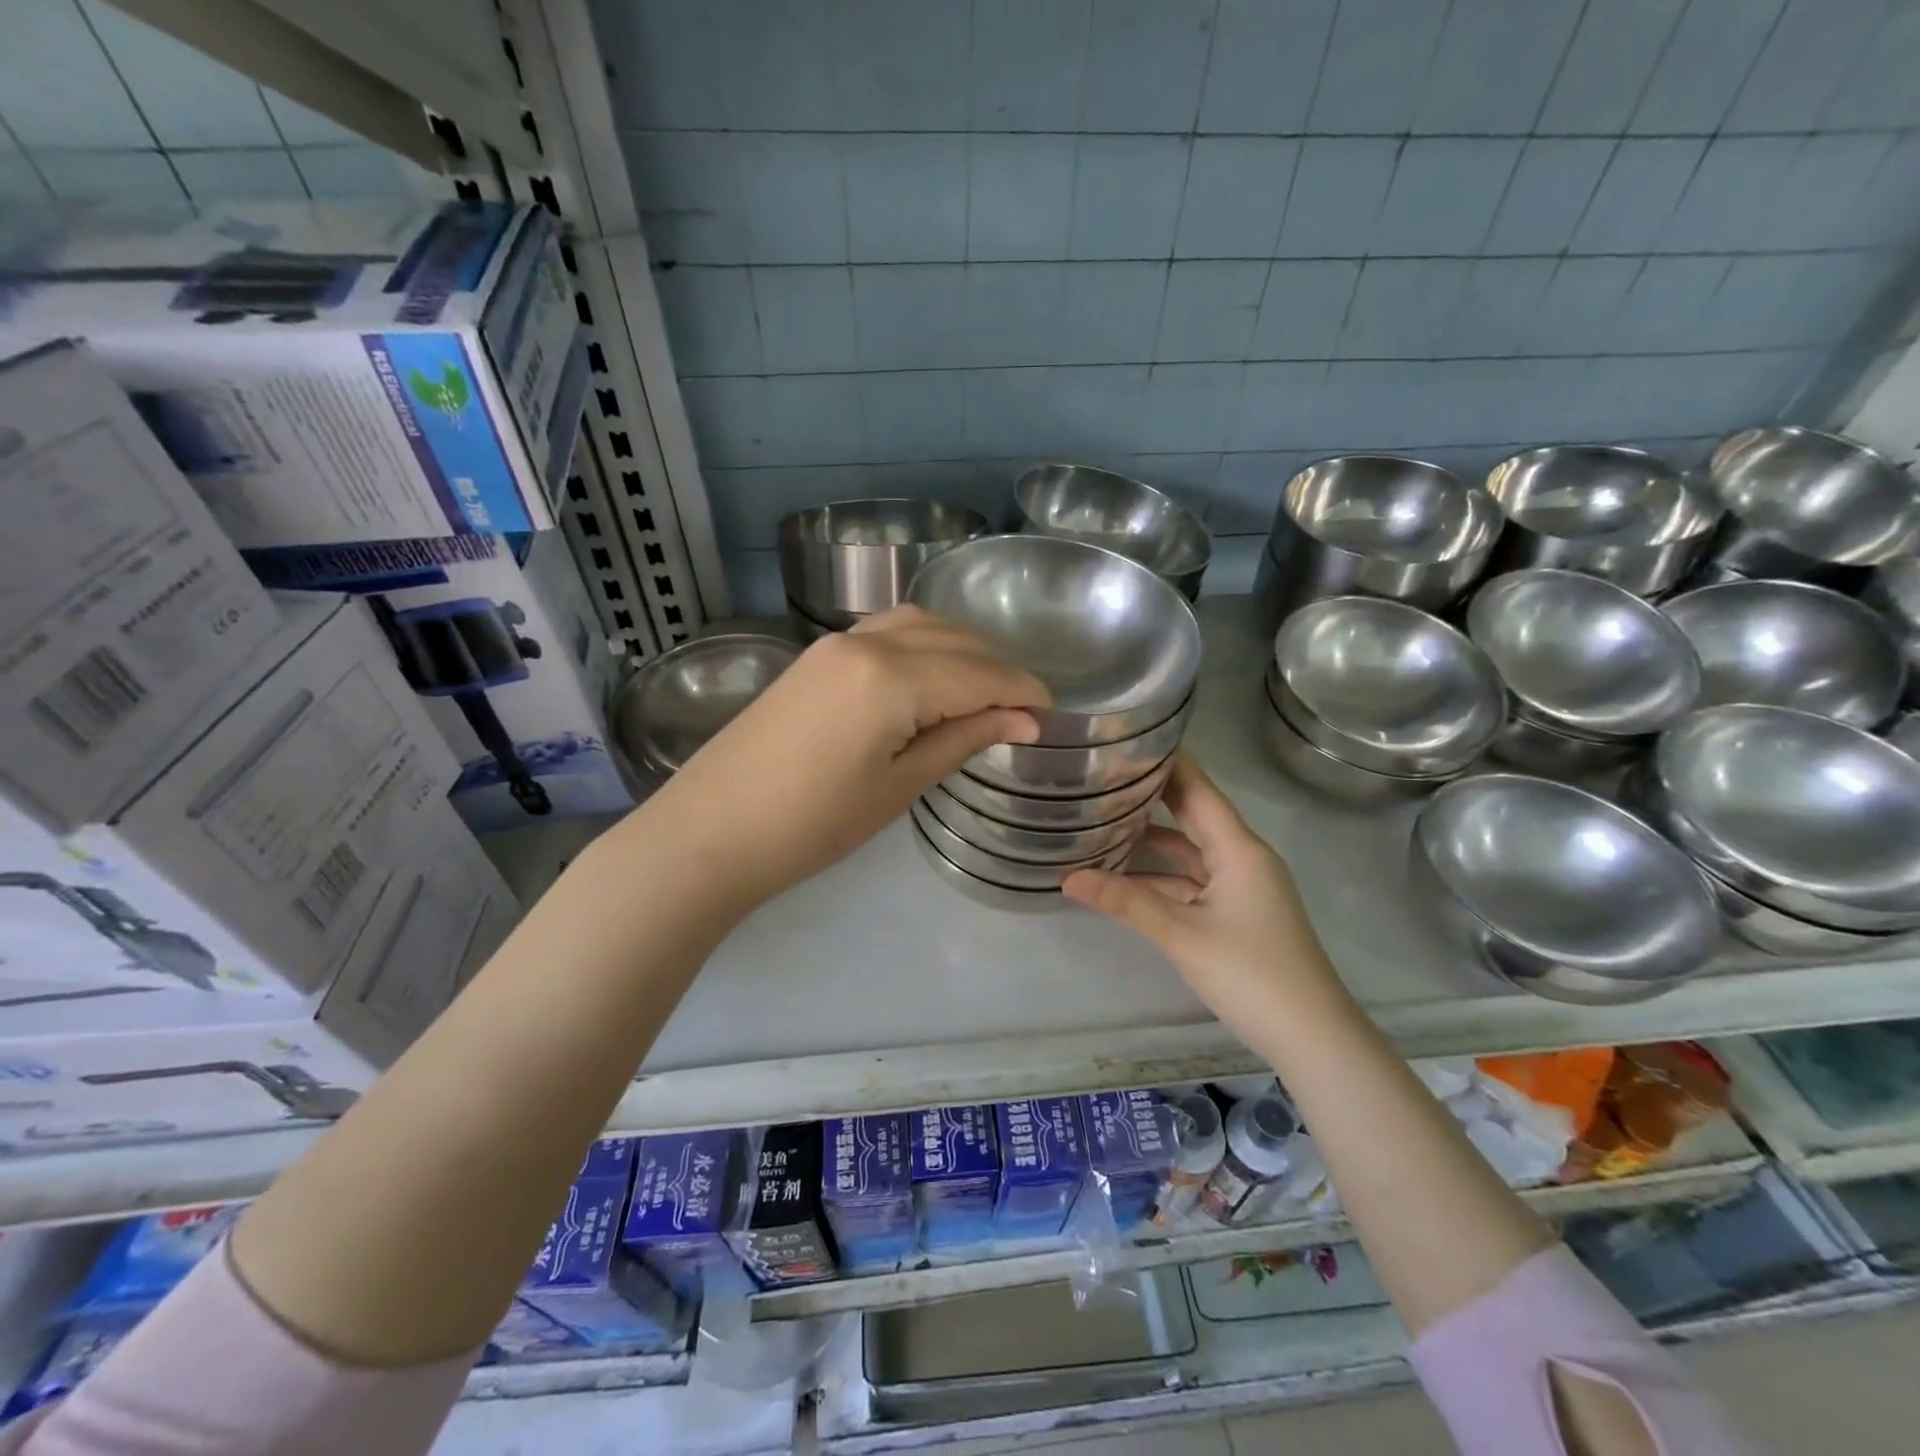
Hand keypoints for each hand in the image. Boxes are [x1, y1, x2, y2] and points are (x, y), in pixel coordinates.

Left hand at [651, 606, 1049, 908]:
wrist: (710, 832)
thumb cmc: (812, 824)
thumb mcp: (898, 786)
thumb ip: (962, 739)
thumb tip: (1022, 720)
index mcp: (891, 677)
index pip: (979, 674)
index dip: (1022, 692)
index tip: (1053, 716)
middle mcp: (866, 641)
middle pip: (955, 640)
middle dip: (999, 668)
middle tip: (1025, 710)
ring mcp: (835, 643)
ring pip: (921, 626)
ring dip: (963, 650)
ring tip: (987, 692)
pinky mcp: (816, 656)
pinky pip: (888, 633)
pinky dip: (925, 647)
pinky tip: (935, 677)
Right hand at [1063, 755, 1346, 1050]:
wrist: (1312, 1037)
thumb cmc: (1252, 974)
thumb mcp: (1182, 934)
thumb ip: (1126, 902)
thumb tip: (1068, 877)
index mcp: (1238, 848)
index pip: (1197, 790)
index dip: (1166, 763)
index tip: (1128, 740)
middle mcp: (1241, 858)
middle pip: (1192, 816)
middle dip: (1151, 798)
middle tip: (1103, 776)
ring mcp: (1241, 887)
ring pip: (1189, 853)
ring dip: (1150, 844)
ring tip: (1100, 827)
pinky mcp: (1237, 913)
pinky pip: (1193, 882)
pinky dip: (1161, 878)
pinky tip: (1124, 880)